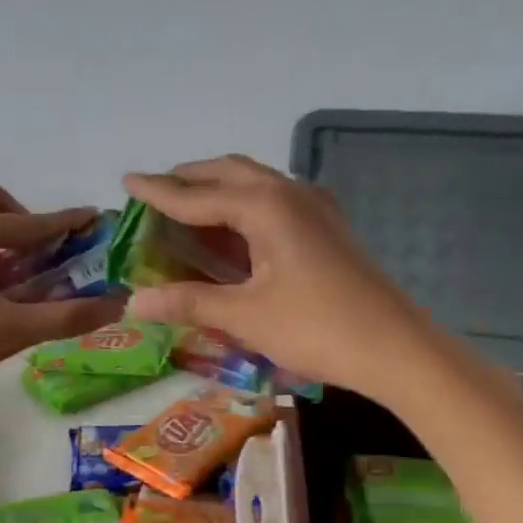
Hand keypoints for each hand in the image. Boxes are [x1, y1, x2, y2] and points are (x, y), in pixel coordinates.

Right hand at [122, 155, 429, 398]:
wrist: (395, 348)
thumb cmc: (316, 328)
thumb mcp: (244, 316)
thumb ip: (188, 302)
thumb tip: (134, 301)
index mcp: (265, 206)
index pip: (197, 195)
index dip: (158, 191)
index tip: (126, 181)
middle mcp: (289, 194)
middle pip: (229, 173)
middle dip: (190, 179)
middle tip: (157, 192)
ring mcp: (315, 209)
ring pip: (256, 184)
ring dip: (219, 190)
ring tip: (188, 207)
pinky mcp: (328, 229)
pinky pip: (275, 202)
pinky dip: (244, 208)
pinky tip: (237, 231)